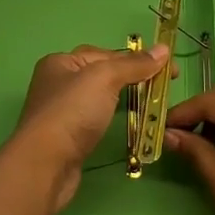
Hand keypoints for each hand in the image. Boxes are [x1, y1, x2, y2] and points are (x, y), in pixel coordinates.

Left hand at [4, 44, 170, 213]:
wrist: (45, 165)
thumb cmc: (72, 112)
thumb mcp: (105, 78)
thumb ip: (134, 64)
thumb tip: (164, 49)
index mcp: (61, 62)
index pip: (106, 53)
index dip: (137, 59)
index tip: (169, 70)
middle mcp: (57, 83)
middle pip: (102, 75)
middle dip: (131, 78)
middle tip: (162, 89)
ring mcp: (61, 112)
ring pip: (99, 98)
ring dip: (124, 99)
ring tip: (151, 106)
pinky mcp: (67, 138)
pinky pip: (96, 120)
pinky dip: (113, 119)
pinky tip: (127, 124)